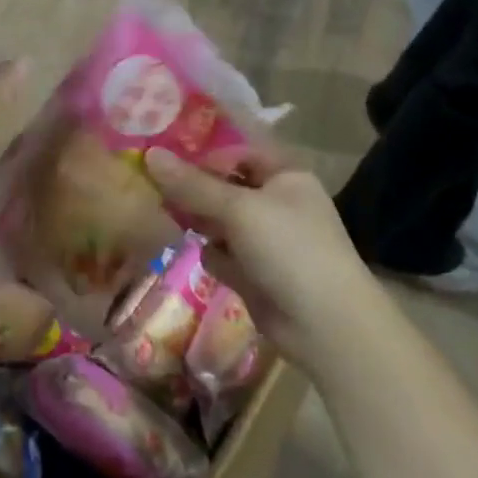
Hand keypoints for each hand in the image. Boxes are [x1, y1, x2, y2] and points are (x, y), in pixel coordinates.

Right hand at [144, 148, 365, 367]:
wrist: (327, 327)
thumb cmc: (289, 249)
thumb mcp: (238, 209)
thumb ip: (192, 184)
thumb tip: (150, 154)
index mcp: (284, 175)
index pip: (236, 151)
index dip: (202, 152)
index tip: (162, 156)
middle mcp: (275, 202)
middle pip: (223, 186)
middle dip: (193, 189)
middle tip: (153, 186)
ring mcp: (265, 239)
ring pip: (218, 220)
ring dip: (198, 222)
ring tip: (170, 220)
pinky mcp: (254, 271)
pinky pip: (222, 253)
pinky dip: (213, 255)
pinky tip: (208, 261)